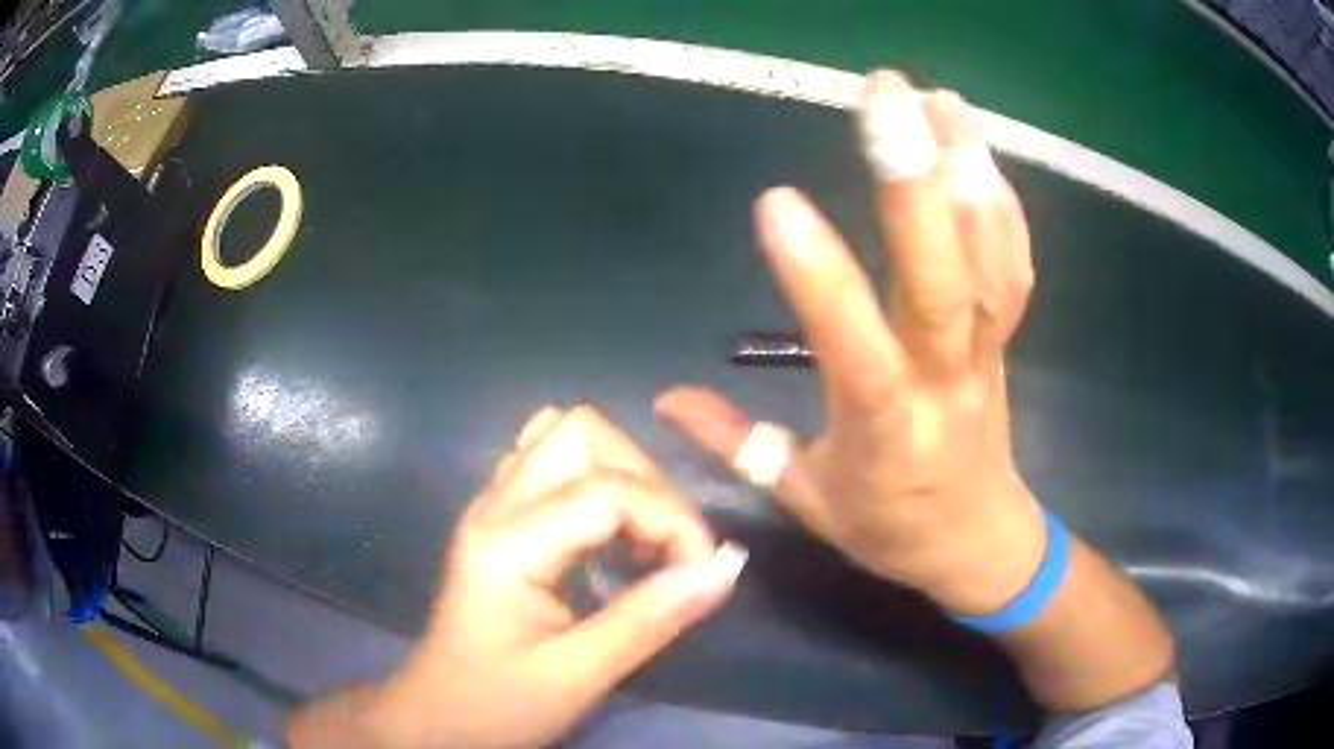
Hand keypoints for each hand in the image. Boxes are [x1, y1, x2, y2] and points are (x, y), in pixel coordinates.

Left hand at [291, 406, 740, 748]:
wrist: (435, 715)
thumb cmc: (497, 704)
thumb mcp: (577, 676)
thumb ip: (649, 620)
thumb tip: (722, 570)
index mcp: (508, 544)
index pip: (609, 490)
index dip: (674, 520)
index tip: (704, 572)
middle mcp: (494, 505)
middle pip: (581, 431)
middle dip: (645, 478)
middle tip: (669, 547)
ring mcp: (490, 506)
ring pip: (561, 433)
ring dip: (619, 470)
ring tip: (643, 535)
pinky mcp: (496, 518)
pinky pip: (546, 461)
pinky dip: (593, 477)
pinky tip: (608, 531)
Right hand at [657, 72, 1041, 614]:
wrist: (979, 542)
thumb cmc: (891, 527)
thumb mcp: (808, 501)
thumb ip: (738, 445)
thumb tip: (665, 399)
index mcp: (885, 430)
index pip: (853, 350)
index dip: (819, 280)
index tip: (774, 203)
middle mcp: (944, 381)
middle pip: (943, 283)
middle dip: (915, 185)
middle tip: (885, 97)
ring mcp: (986, 353)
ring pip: (990, 262)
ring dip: (969, 173)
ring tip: (940, 101)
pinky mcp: (1005, 338)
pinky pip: (1015, 269)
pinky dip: (1003, 208)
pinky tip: (978, 154)